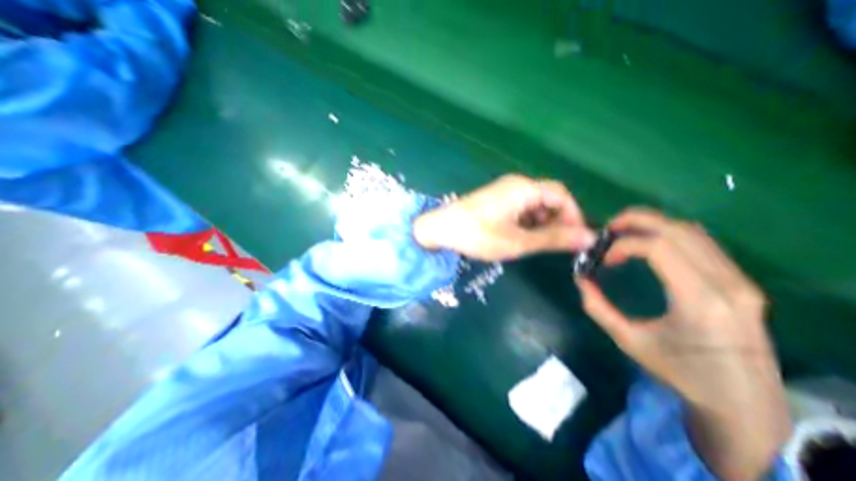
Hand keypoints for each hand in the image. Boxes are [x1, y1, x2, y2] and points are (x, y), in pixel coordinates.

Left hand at [410, 174, 592, 260]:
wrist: (440, 230)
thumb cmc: (478, 235)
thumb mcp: (518, 241)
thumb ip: (553, 239)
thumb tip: (589, 238)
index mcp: (524, 188)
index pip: (562, 195)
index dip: (573, 216)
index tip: (575, 239)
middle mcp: (516, 184)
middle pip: (548, 198)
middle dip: (556, 221)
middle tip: (553, 245)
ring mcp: (504, 191)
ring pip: (534, 205)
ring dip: (540, 224)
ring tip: (533, 243)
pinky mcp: (495, 200)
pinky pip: (520, 208)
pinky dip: (526, 222)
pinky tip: (518, 237)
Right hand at [578, 209, 791, 480]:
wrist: (743, 402)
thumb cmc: (680, 373)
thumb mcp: (628, 341)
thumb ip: (597, 306)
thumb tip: (579, 278)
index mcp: (700, 302)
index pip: (659, 248)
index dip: (624, 244)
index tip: (604, 258)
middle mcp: (727, 284)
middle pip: (679, 230)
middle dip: (637, 220)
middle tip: (608, 228)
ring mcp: (740, 281)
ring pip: (692, 231)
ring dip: (653, 224)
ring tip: (623, 233)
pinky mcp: (741, 281)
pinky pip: (702, 243)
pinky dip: (669, 234)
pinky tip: (648, 244)